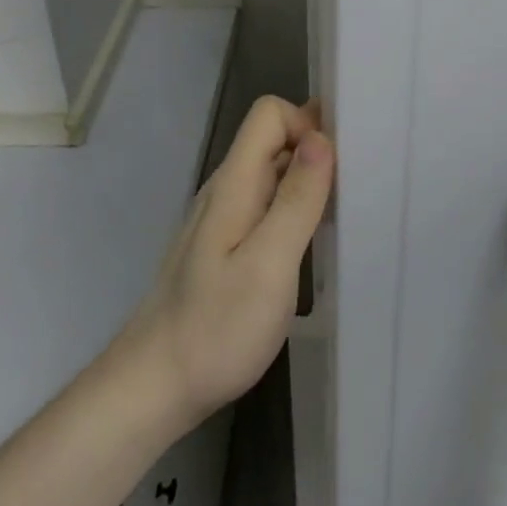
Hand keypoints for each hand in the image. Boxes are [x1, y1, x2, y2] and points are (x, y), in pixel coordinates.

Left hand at [105, 96, 333, 438]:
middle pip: (274, 139)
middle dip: (317, 150)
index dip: (307, 124)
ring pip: (273, 173)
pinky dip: (295, 209)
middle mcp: (227, 191)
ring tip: (342, 214)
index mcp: (234, 184)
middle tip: (356, 188)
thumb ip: (296, 199)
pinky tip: (312, 243)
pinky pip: (267, 205)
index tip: (340, 162)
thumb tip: (322, 138)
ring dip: (310, 181)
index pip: (269, 114)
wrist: (151, 391)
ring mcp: (224, 219)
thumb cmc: (215, 329)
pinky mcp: (226, 246)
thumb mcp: (268, 265)